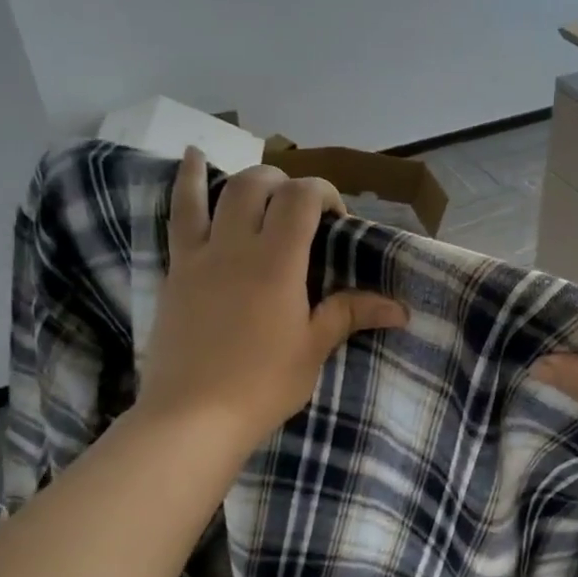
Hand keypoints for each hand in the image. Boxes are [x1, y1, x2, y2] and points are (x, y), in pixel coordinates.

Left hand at [137, 148, 406, 451]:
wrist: (192, 416)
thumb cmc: (262, 385)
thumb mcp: (313, 349)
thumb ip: (349, 314)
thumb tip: (401, 309)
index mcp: (277, 262)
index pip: (302, 198)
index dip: (325, 193)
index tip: (338, 220)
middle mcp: (236, 246)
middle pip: (260, 185)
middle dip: (288, 185)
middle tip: (304, 213)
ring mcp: (200, 255)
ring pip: (220, 192)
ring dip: (246, 178)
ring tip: (260, 174)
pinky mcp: (176, 271)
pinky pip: (180, 215)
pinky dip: (188, 183)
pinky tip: (192, 159)